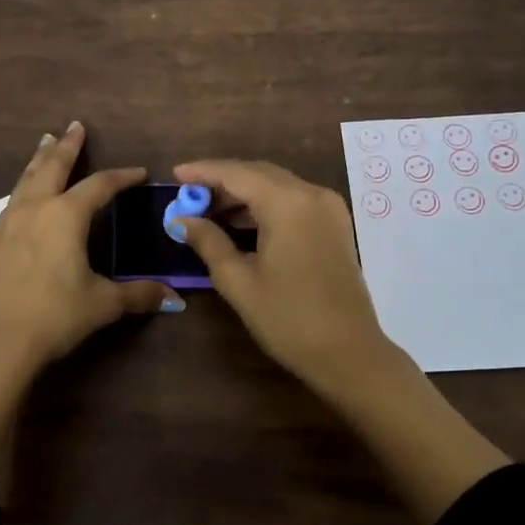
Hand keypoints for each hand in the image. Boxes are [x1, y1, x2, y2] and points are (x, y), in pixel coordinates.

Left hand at [0, 124, 179, 464]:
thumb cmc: (53, 317)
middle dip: (67, 146)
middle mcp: (36, 210)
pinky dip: (24, 187)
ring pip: (26, 180)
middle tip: (75, 125)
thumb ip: (138, 295)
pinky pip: (12, 201)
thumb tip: (174, 296)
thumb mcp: (102, 305)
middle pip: (53, 167)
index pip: (100, 186)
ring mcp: (8, 224)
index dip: (121, 177)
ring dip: (39, 160)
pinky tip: (24, 195)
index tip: (138, 172)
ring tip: (45, 144)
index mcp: (66, 216)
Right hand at [171, 159, 393, 399]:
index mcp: (288, 203)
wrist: (348, 353)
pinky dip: (265, 204)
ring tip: (208, 212)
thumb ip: (208, 242)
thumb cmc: (288, 319)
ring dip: (243, 193)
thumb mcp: (239, 281)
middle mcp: (312, 194)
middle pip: (259, 173)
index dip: (204, 171)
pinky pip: (293, 200)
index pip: (237, 174)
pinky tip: (242, 222)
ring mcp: (329, 208)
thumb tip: (181, 220)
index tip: (175, 174)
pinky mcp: (335, 225)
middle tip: (188, 196)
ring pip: (277, 185)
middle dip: (222, 181)